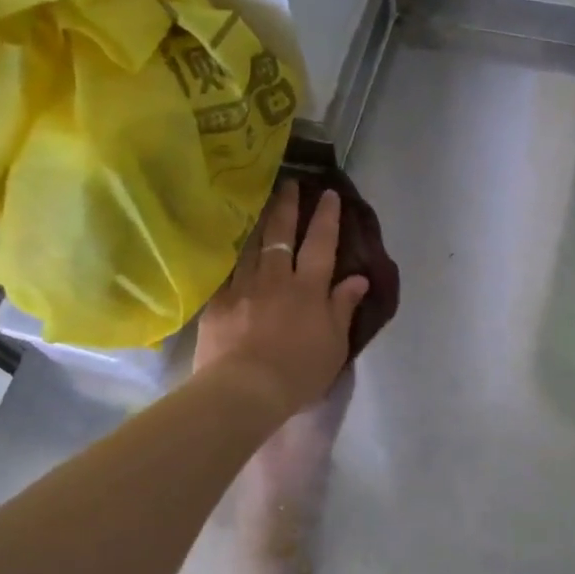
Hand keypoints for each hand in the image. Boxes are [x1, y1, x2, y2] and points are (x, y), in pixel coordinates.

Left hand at [194, 182, 369, 420]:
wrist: (244, 390)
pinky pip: (225, 270)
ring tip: (260, 202)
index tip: (329, 194)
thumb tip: (358, 278)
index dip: (326, 218)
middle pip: (281, 235)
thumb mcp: (334, 344)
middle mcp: (276, 278)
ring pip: (251, 245)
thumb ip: (343, 307)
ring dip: (258, 221)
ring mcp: (242, 287)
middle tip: (290, 184)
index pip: (321, 244)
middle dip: (288, 207)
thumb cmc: (298, 372)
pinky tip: (229, 244)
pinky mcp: (217, 302)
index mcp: (308, 288)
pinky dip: (230, 254)